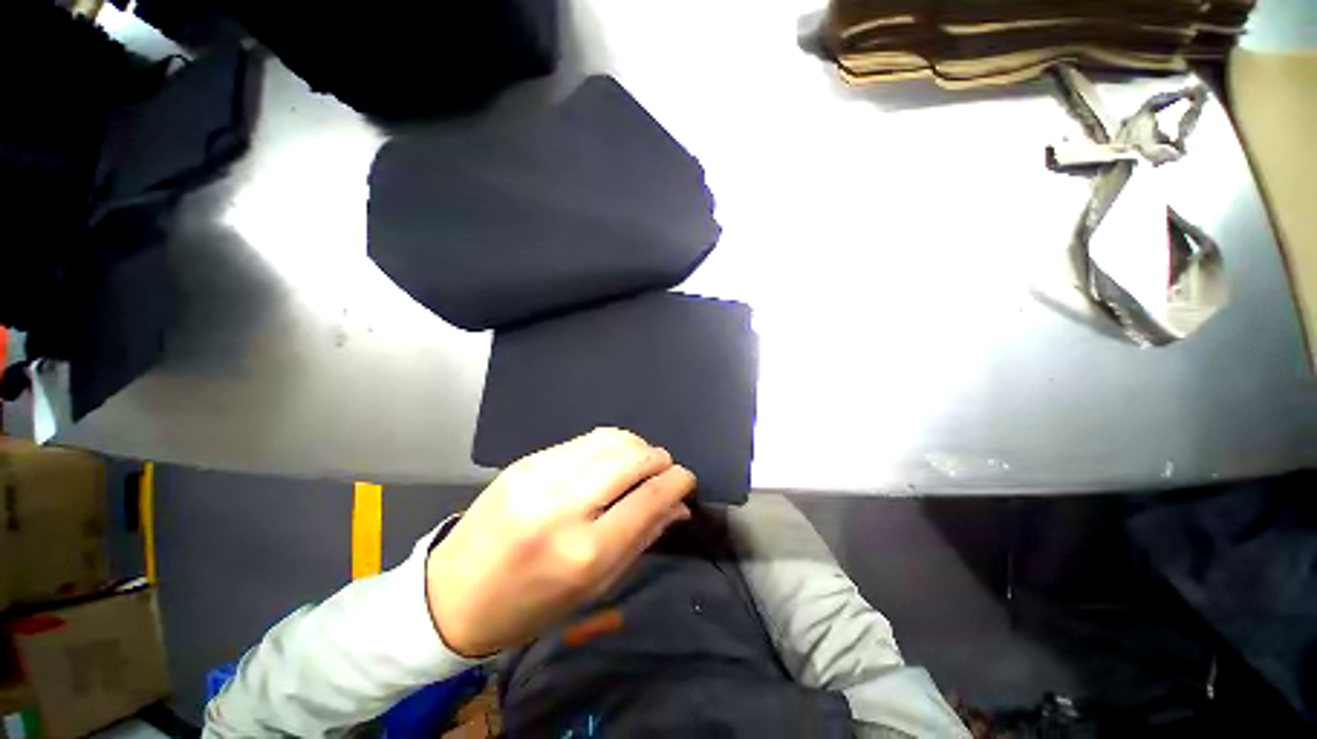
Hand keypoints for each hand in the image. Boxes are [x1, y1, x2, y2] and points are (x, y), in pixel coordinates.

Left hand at [426, 428, 695, 656]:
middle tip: (665, 469)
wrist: (453, 595)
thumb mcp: (594, 587)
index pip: (648, 497)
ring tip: (641, 460)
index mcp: (584, 551)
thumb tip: (678, 506)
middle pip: (631, 458)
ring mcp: (541, 476)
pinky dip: (608, 445)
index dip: (677, 481)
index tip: (686, 478)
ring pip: (609, 439)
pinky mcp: (527, 461)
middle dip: (659, 458)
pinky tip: (610, 459)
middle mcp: (564, 506)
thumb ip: (642, 538)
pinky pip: (583, 441)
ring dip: (636, 445)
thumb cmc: (530, 605)